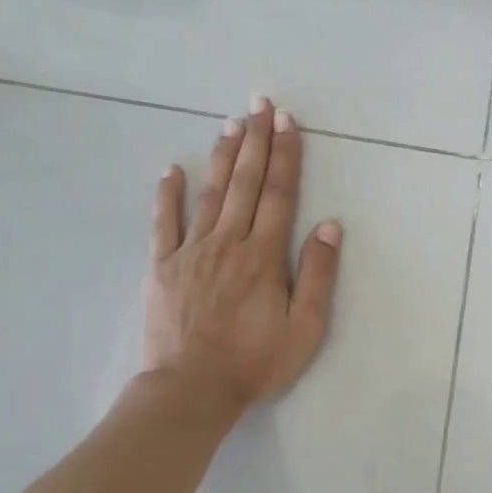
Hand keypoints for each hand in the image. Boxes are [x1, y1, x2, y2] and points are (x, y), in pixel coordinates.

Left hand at [142, 96, 341, 419]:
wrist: (191, 388)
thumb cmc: (256, 362)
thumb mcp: (305, 327)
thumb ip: (316, 274)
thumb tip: (329, 226)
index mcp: (264, 256)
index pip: (278, 195)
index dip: (285, 157)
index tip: (287, 122)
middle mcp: (228, 243)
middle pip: (244, 183)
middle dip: (255, 142)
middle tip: (258, 104)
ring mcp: (191, 251)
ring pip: (209, 194)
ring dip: (221, 157)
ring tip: (230, 124)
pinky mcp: (163, 267)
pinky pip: (164, 223)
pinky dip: (167, 194)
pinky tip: (170, 169)